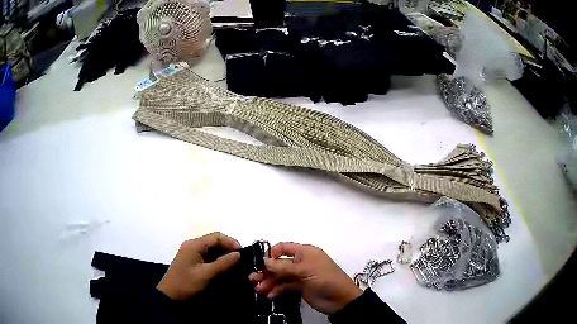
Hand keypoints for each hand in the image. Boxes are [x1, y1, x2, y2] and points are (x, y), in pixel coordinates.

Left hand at [157, 232, 240, 300]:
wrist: (170, 296)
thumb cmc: (187, 284)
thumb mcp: (206, 274)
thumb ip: (223, 263)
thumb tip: (239, 254)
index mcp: (194, 245)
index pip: (216, 236)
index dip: (231, 242)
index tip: (243, 253)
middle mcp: (193, 245)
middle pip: (214, 242)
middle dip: (229, 249)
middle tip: (242, 260)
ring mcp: (192, 253)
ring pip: (212, 250)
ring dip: (224, 255)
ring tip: (236, 265)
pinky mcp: (192, 262)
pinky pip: (208, 257)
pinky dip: (218, 261)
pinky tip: (225, 269)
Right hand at [249, 242, 361, 314]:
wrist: (341, 300)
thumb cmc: (325, 279)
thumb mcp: (304, 271)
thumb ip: (283, 267)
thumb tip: (264, 261)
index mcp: (304, 252)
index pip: (283, 248)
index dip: (271, 254)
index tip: (259, 263)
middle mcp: (301, 262)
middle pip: (279, 264)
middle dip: (266, 271)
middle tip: (253, 279)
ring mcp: (300, 276)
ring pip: (280, 276)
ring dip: (269, 282)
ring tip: (258, 290)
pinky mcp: (300, 288)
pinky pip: (285, 287)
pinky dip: (277, 290)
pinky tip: (270, 295)